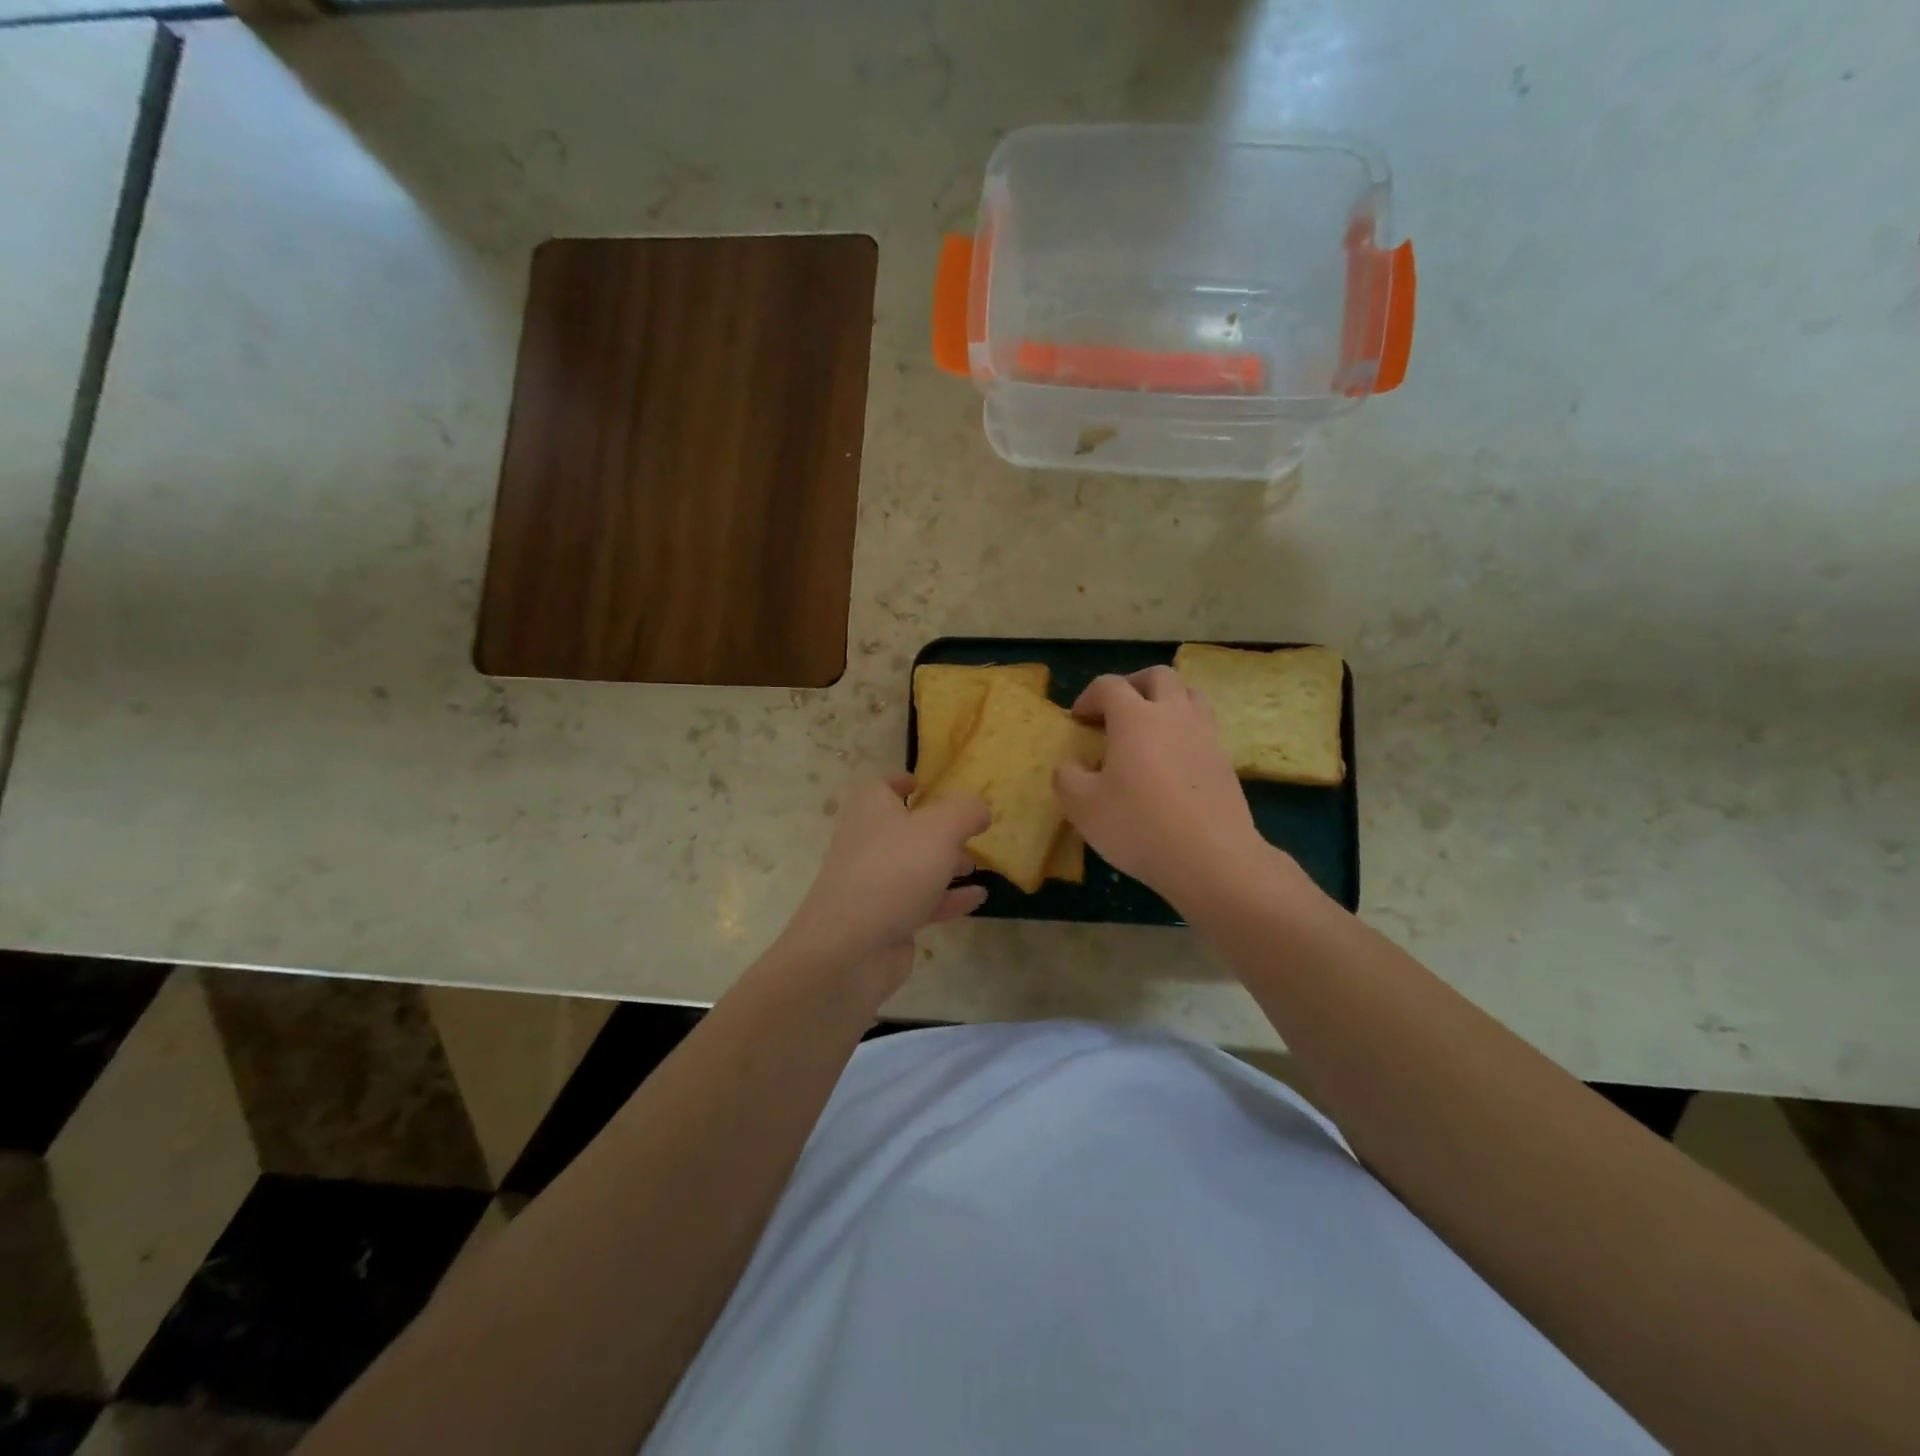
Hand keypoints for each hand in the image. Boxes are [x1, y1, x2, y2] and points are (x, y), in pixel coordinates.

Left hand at [777, 774, 989, 988]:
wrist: (850, 947)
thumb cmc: (894, 871)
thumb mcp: (940, 829)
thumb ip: (965, 812)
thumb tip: (979, 809)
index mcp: (871, 810)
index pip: (880, 786)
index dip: (900, 781)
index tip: (922, 783)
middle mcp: (867, 843)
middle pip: (902, 828)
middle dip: (935, 829)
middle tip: (967, 830)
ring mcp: (874, 884)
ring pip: (913, 867)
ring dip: (945, 864)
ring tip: (977, 864)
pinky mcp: (885, 919)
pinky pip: (921, 901)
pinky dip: (948, 898)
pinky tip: (979, 897)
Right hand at [1053, 668, 1275, 911]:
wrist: (1212, 859)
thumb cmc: (1139, 826)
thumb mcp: (1082, 807)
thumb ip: (1067, 778)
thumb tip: (1070, 767)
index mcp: (1135, 718)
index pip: (1109, 685)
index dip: (1088, 697)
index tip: (1078, 720)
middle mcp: (1174, 715)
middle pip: (1158, 677)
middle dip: (1133, 685)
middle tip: (1116, 711)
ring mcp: (1205, 736)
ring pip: (1189, 696)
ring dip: (1166, 702)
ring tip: (1150, 729)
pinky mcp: (1224, 761)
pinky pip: (1203, 728)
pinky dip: (1185, 731)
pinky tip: (1172, 762)